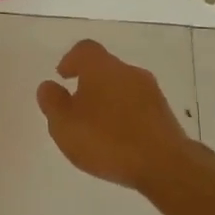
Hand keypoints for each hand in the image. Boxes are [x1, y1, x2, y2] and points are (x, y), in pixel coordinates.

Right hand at [36, 40, 191, 190]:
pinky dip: (125, 116)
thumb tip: (49, 86)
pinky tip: (119, 140)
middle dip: (89, 83)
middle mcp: (128, 71)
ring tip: (97, 128)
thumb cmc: (107, 139)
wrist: (165, 165)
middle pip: (105, 68)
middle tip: (76, 107)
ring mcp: (151, 92)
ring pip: (123, 87)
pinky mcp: (165, 114)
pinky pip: (138, 107)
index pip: (84, 50)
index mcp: (102, 67)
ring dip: (108, 100)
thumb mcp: (64, 125)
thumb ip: (52, 102)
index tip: (62, 76)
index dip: (71, 60)